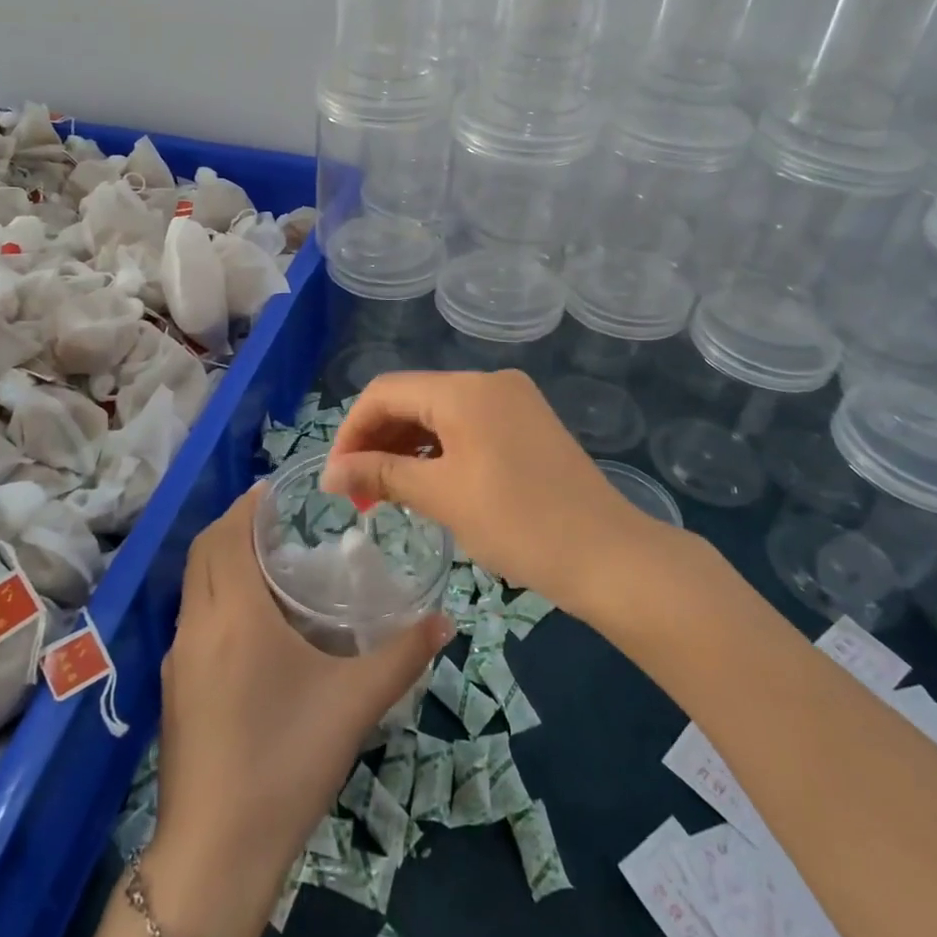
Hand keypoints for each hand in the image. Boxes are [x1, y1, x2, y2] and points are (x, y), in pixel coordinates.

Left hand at [153, 484, 450, 887]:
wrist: (215, 853)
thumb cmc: (285, 760)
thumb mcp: (354, 703)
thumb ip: (402, 656)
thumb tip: (443, 621)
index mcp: (234, 614)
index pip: (227, 535)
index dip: (247, 507)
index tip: (273, 491)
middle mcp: (198, 624)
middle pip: (203, 552)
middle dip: (232, 525)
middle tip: (274, 520)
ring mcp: (179, 659)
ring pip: (193, 585)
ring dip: (220, 560)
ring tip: (265, 563)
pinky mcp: (174, 690)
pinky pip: (192, 618)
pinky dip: (214, 595)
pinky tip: (249, 624)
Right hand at [320, 370, 650, 607]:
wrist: (607, 554)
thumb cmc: (518, 522)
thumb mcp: (442, 496)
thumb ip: (381, 474)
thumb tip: (329, 473)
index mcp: (465, 389)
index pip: (386, 392)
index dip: (352, 431)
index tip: (336, 478)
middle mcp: (488, 382)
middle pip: (413, 398)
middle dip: (377, 441)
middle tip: (358, 494)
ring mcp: (512, 401)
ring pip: (439, 413)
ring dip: (406, 448)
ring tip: (385, 495)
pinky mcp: (527, 424)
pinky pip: (467, 426)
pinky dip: (438, 451)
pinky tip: (426, 484)